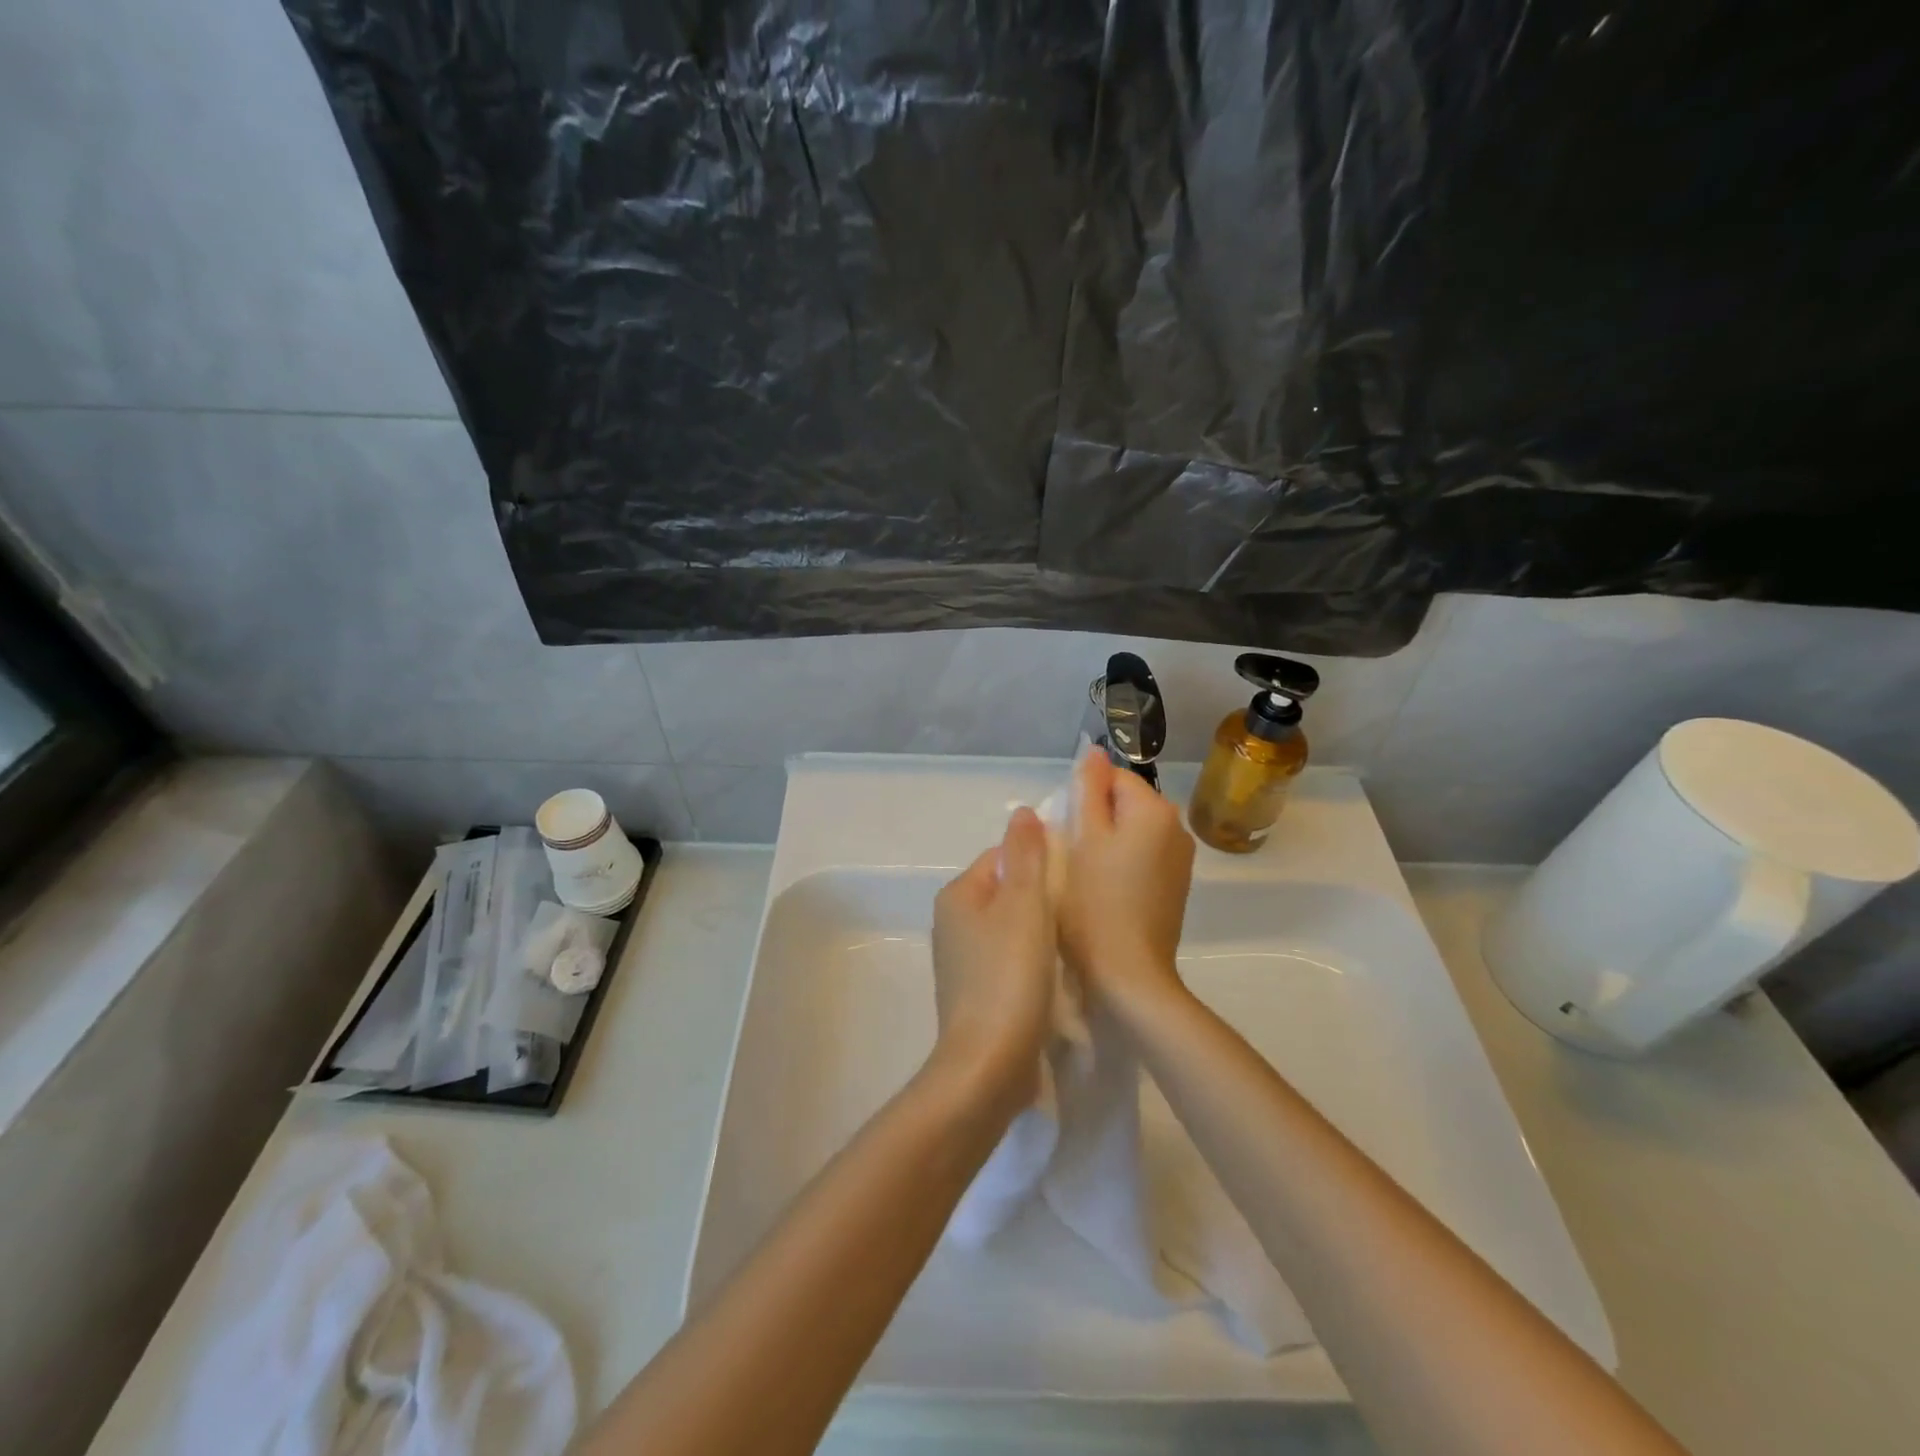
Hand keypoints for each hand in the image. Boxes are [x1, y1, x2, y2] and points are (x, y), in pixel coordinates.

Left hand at [929, 807, 1055, 1110]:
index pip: (1003, 857)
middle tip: (1078, 912)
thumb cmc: (1009, 976)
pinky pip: (1010, 961)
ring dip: (1041, 932)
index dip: (1040, 861)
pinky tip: (1056, 977)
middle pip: (1008, 892)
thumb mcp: (1024, 904)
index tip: (1074, 880)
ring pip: (1011, 929)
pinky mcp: (977, 994)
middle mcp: (953, 924)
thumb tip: (1021, 812)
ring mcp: (962, 962)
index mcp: (958, 896)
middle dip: (1043, 897)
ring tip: (1072, 944)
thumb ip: (1026, 854)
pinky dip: (1032, 962)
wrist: (989, 1066)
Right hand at [1059, 753, 1195, 1017]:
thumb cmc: (1094, 904)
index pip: (1112, 777)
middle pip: (1124, 803)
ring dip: (1105, 842)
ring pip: (1131, 832)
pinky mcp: (1174, 886)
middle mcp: (1176, 827)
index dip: (1081, 797)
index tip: (1062, 829)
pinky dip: (1120, 864)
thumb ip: (1087, 790)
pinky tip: (1101, 891)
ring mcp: (1179, 859)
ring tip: (1081, 874)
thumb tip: (1094, 751)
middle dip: (1093, 819)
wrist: (1129, 976)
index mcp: (1154, 810)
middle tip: (1067, 853)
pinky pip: (1142, 857)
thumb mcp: (1082, 839)